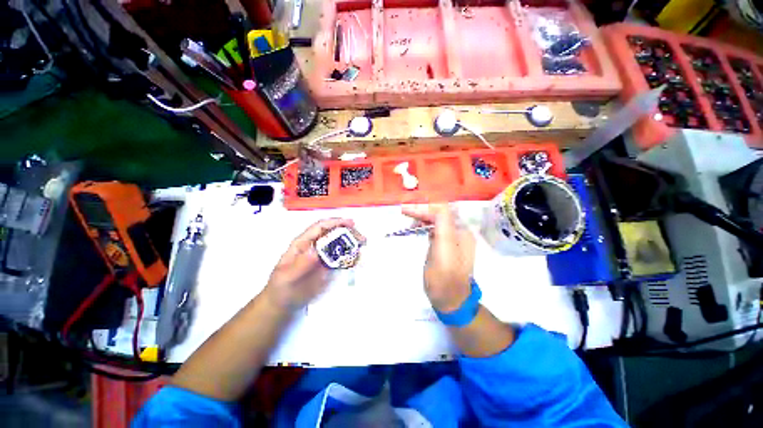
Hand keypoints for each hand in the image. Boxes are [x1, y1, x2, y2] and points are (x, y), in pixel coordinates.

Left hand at [264, 218, 364, 310]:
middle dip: (348, 232)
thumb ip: (300, 265)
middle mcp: (316, 246)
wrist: (285, 304)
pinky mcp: (330, 267)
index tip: (351, 223)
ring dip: (353, 243)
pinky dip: (352, 257)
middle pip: (333, 233)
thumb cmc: (283, 288)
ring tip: (364, 246)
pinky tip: (359, 259)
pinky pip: (343, 258)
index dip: (335, 222)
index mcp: (303, 243)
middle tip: (362, 238)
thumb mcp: (287, 277)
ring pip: (340, 244)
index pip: (320, 227)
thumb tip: (315, 251)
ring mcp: (324, 256)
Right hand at [402, 204, 475, 312]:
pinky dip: (424, 226)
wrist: (450, 300)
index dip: (424, 208)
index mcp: (461, 232)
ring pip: (436, 221)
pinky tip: (416, 228)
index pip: (442, 212)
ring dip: (422, 218)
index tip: (407, 210)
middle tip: (404, 211)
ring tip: (408, 221)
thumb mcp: (443, 252)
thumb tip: (439, 206)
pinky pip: (435, 229)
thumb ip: (443, 227)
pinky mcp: (445, 245)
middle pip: (440, 214)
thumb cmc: (445, 279)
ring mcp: (452, 239)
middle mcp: (459, 232)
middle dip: (422, 211)